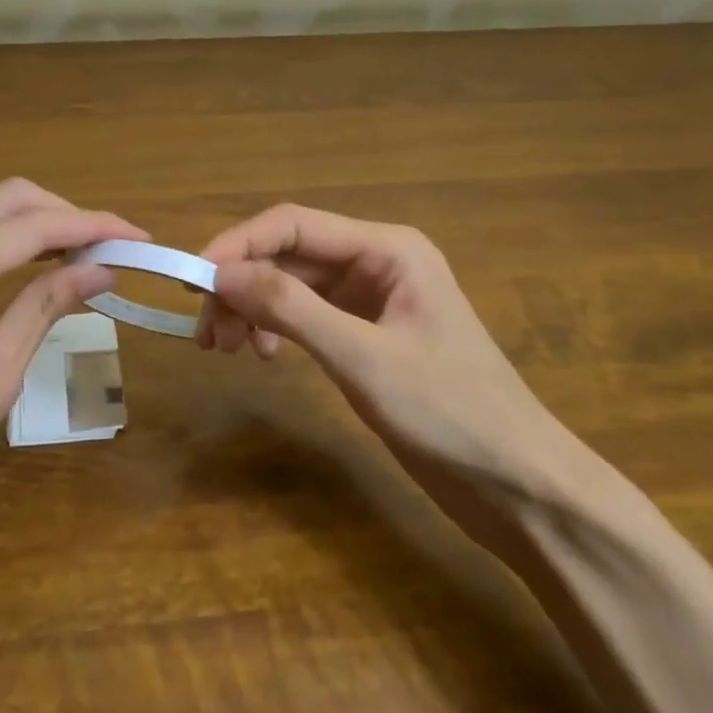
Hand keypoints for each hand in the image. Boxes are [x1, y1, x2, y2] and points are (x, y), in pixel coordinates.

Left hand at [0, 180, 144, 547]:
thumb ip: (44, 308)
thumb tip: (101, 271)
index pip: (30, 226)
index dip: (92, 227)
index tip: (138, 238)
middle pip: (4, 200)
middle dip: (66, 215)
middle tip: (113, 246)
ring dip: (35, 224)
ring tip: (84, 254)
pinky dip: (1, 241)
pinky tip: (33, 263)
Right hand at [197, 205, 571, 487]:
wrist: (520, 487)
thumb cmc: (451, 413)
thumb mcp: (363, 358)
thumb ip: (291, 308)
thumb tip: (219, 272)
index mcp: (387, 248)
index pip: (294, 224)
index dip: (238, 244)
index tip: (192, 280)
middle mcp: (377, 262)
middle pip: (289, 255)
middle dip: (242, 285)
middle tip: (205, 333)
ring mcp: (372, 300)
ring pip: (293, 286)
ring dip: (254, 309)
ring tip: (226, 349)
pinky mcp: (367, 336)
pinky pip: (307, 316)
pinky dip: (278, 330)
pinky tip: (267, 358)